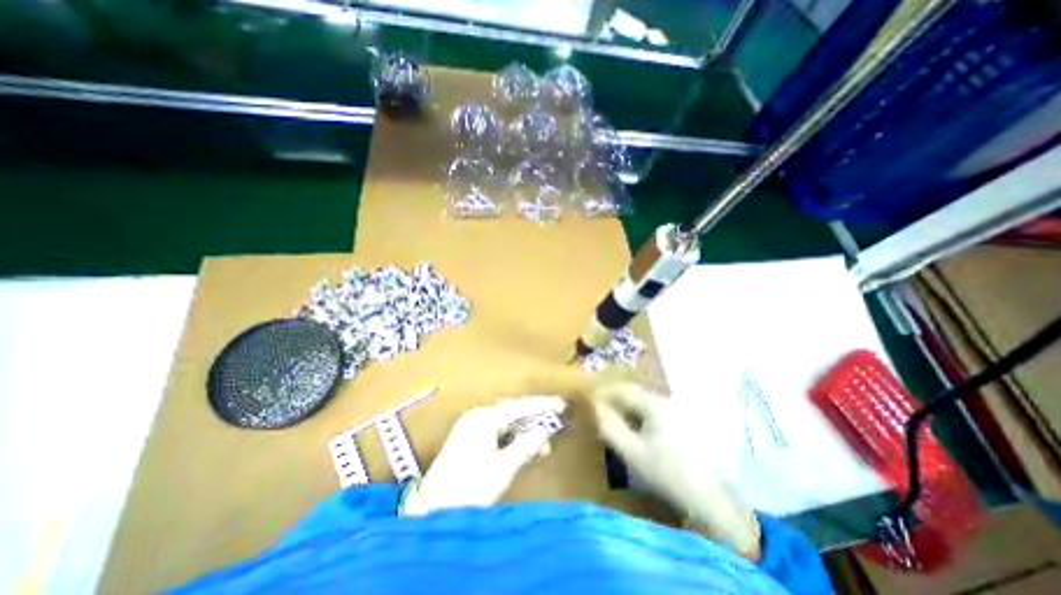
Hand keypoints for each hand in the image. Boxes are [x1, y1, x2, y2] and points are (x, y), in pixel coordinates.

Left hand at [401, 394, 563, 514]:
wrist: (431, 508)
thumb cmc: (469, 486)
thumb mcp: (502, 468)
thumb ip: (525, 446)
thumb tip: (544, 431)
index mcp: (484, 417)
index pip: (520, 406)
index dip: (542, 405)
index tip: (562, 405)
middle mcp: (477, 415)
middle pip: (512, 411)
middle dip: (533, 418)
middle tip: (552, 426)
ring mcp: (470, 425)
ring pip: (505, 421)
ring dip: (523, 430)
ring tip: (541, 445)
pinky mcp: (467, 438)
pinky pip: (496, 430)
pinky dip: (510, 437)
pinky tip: (522, 448)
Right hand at [589, 382, 763, 557]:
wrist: (710, 499)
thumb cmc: (666, 472)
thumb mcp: (631, 451)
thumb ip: (610, 426)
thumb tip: (595, 407)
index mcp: (654, 404)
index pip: (622, 390)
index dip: (604, 393)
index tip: (590, 401)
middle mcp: (668, 402)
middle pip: (635, 395)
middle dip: (616, 403)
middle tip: (602, 415)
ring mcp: (679, 412)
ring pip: (646, 405)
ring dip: (629, 411)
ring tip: (618, 426)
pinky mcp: (686, 424)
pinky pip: (657, 414)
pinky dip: (643, 419)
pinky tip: (640, 435)